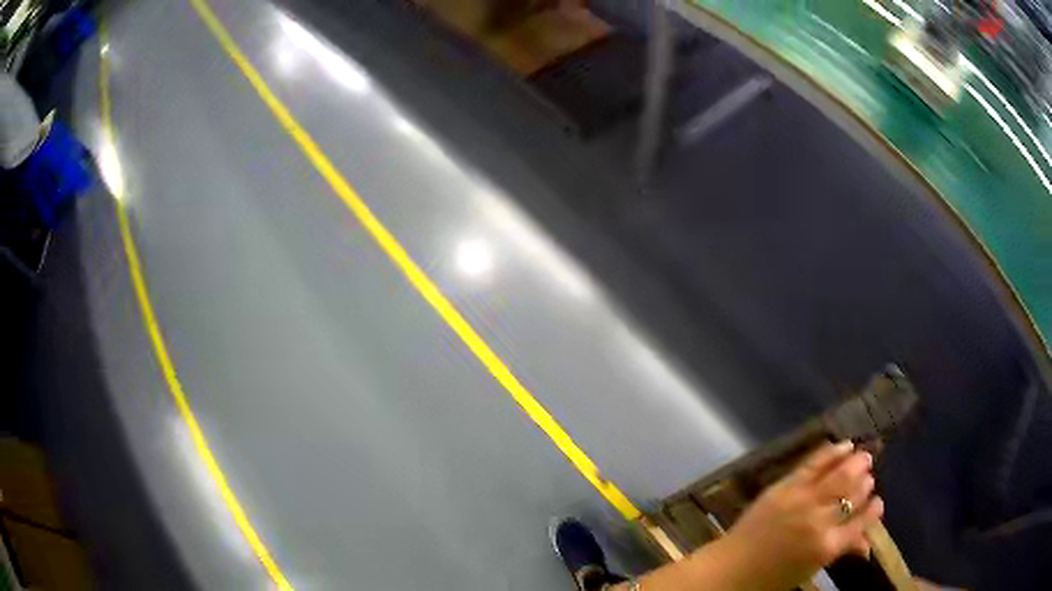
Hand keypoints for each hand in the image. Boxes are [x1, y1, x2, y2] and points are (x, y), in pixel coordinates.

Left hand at [722, 441, 884, 589]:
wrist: (730, 570)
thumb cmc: (772, 577)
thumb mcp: (811, 569)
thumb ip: (841, 550)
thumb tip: (867, 545)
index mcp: (827, 547)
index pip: (861, 523)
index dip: (873, 511)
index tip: (878, 502)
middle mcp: (819, 520)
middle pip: (852, 493)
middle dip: (865, 482)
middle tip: (870, 475)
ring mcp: (801, 500)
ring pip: (838, 474)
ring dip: (855, 463)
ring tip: (865, 456)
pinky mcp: (783, 487)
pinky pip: (812, 464)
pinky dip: (832, 452)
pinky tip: (844, 445)